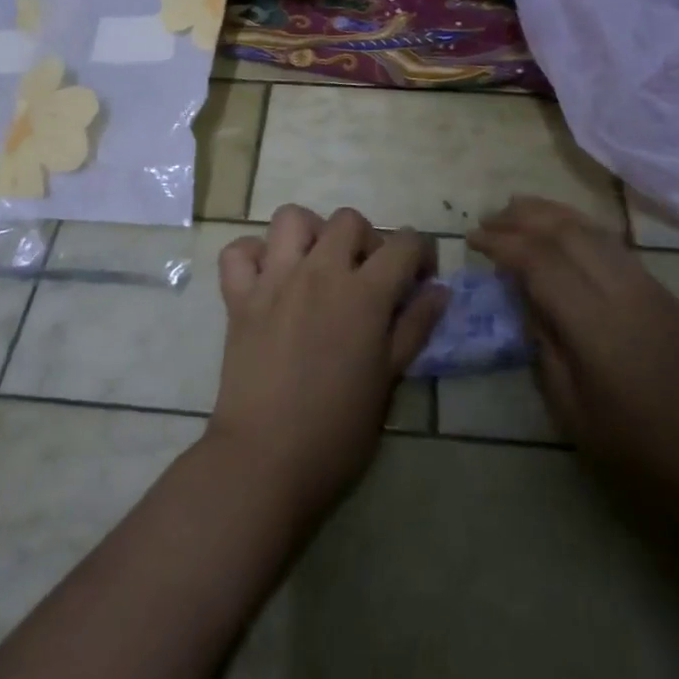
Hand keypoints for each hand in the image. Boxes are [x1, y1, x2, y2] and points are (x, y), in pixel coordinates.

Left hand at [207, 205, 446, 519]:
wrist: (265, 461)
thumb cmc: (337, 430)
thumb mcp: (388, 380)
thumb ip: (414, 327)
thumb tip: (439, 290)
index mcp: (364, 294)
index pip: (404, 243)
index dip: (421, 252)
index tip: (420, 276)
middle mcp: (320, 272)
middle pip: (349, 220)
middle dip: (367, 239)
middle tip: (367, 276)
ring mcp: (274, 279)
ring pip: (292, 218)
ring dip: (310, 233)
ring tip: (317, 266)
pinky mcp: (239, 297)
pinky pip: (239, 251)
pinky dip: (253, 255)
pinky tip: (268, 278)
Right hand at [469, 197, 678, 524]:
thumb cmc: (641, 456)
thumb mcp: (573, 412)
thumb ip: (545, 346)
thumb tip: (526, 300)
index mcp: (595, 325)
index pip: (539, 261)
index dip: (502, 243)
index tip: (473, 239)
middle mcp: (624, 292)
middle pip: (567, 232)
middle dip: (523, 218)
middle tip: (489, 219)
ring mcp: (651, 288)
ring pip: (595, 231)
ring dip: (552, 214)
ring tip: (519, 209)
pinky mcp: (668, 295)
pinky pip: (615, 245)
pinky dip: (581, 228)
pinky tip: (565, 234)